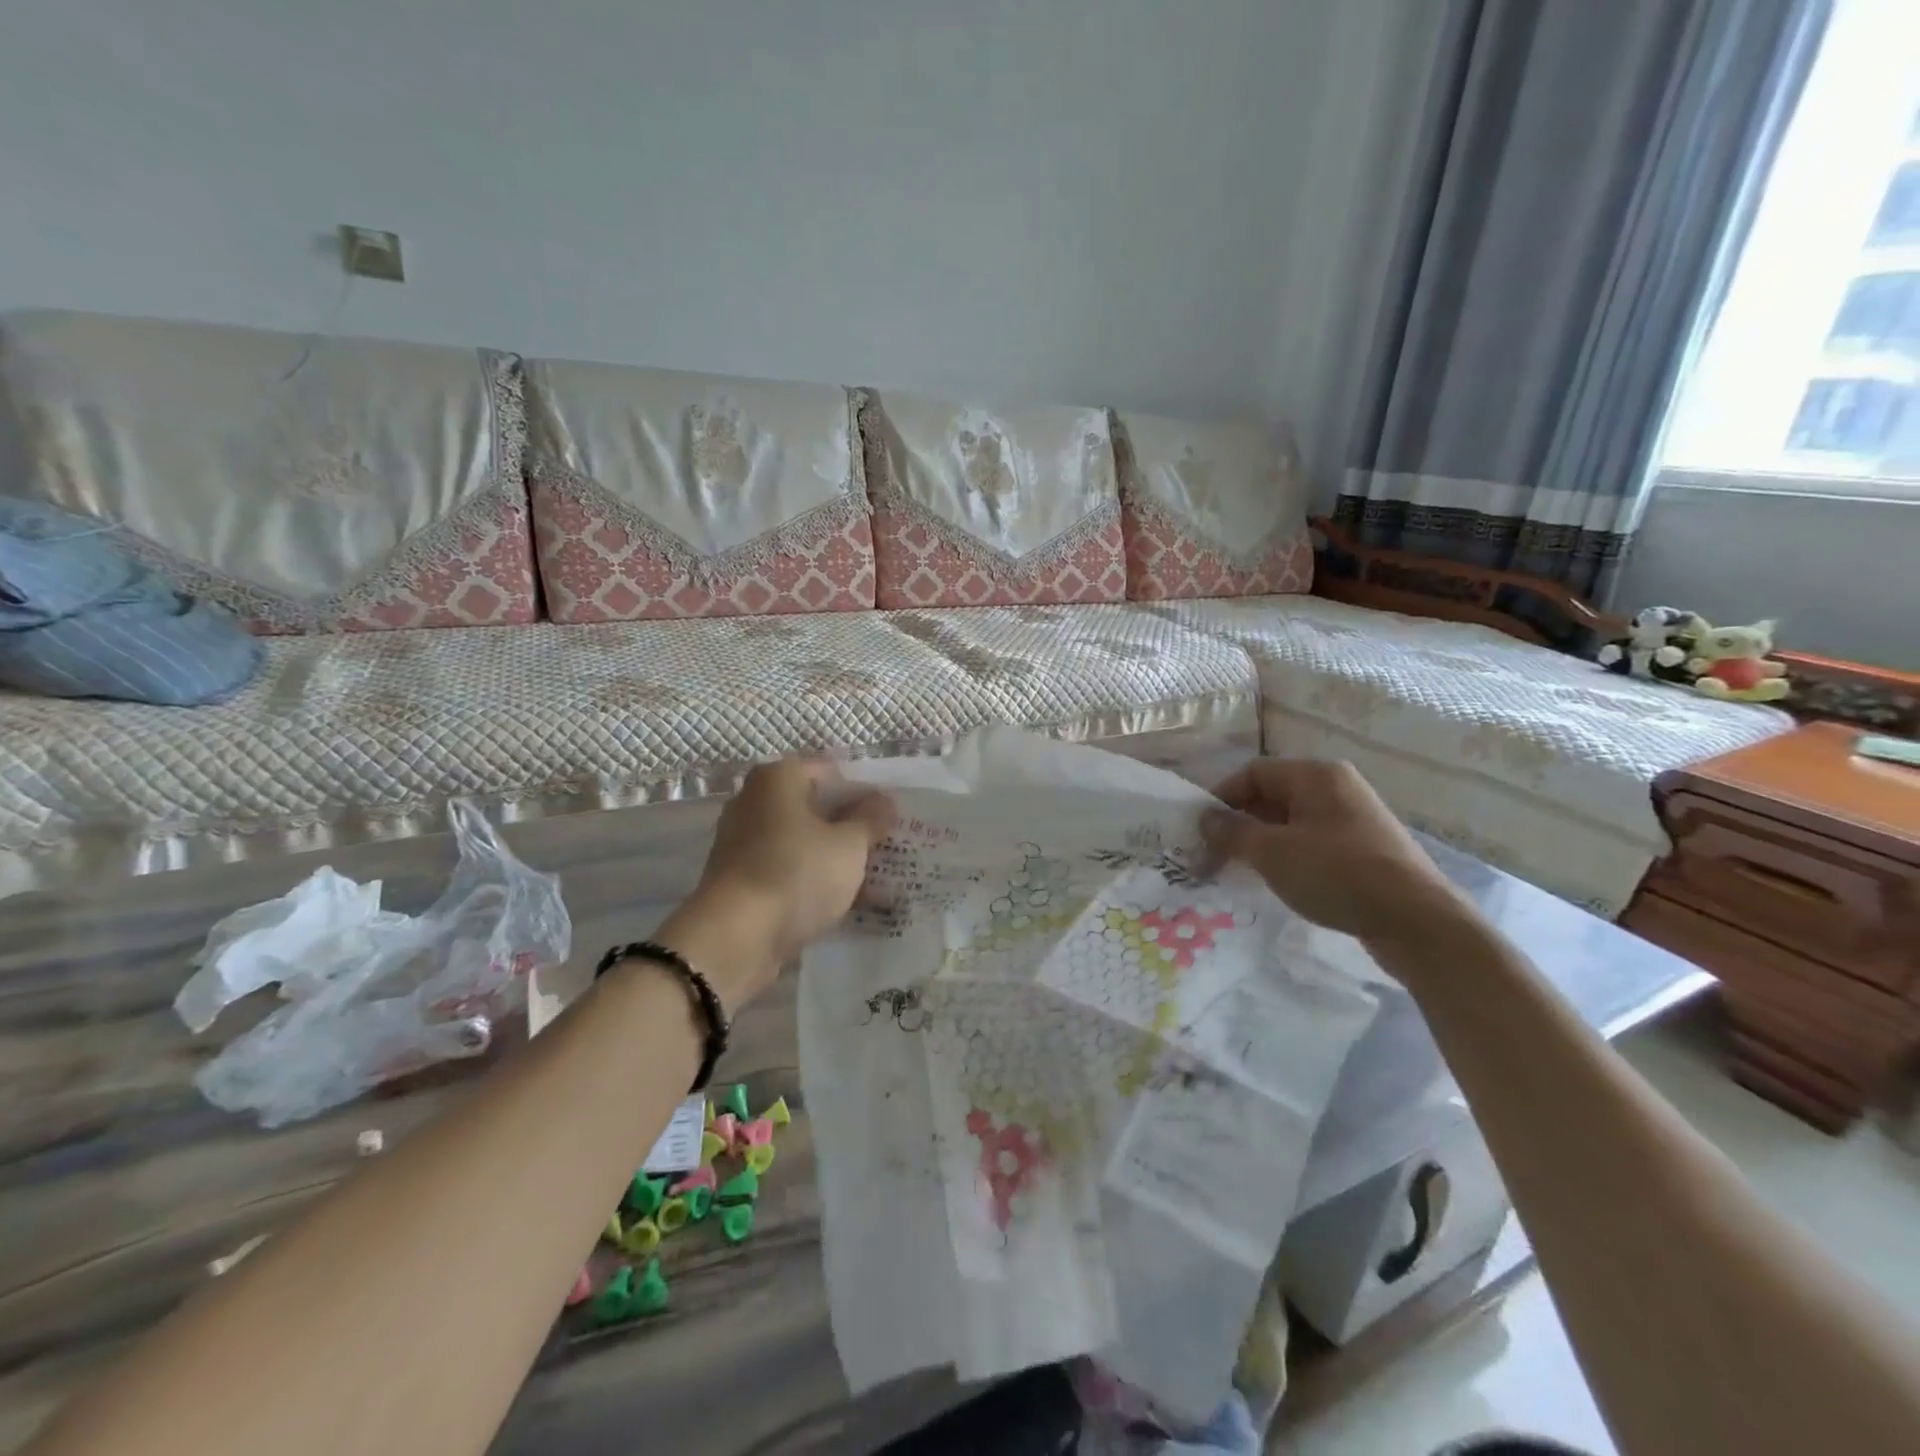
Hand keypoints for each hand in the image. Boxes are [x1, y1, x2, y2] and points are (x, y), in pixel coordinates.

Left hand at [658, 760, 893, 1006]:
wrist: (736, 938)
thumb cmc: (797, 874)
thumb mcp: (849, 845)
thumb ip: (871, 819)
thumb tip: (884, 801)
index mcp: (778, 778)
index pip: (831, 772)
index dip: (864, 793)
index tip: (890, 816)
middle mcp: (754, 802)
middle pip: (815, 808)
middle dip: (851, 828)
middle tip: (887, 846)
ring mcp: (744, 842)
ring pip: (803, 843)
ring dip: (836, 858)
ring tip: (876, 880)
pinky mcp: (741, 879)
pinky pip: (789, 871)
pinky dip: (814, 881)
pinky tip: (847, 902)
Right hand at [1201, 759, 1468, 953]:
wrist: (1417, 922)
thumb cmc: (1337, 874)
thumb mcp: (1272, 852)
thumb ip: (1232, 832)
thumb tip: (1205, 818)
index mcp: (1316, 775)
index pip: (1253, 773)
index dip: (1221, 798)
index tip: (1199, 831)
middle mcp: (1336, 788)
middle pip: (1271, 796)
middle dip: (1238, 824)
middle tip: (1213, 855)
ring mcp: (1353, 819)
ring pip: (1290, 822)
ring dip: (1260, 843)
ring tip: (1239, 872)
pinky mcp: (1364, 850)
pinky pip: (1312, 843)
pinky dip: (1287, 857)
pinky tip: (1277, 882)